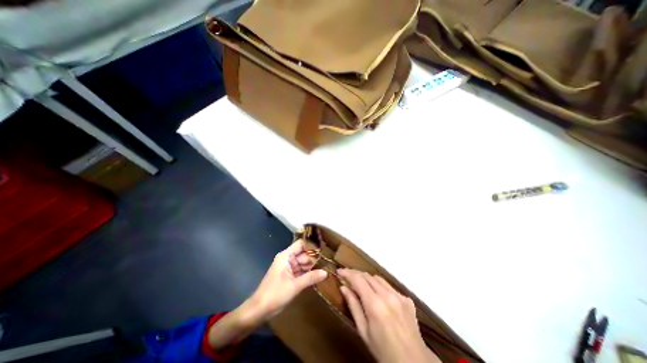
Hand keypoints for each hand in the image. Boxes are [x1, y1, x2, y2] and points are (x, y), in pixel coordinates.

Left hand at [248, 240, 329, 319]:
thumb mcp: (294, 286)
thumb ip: (310, 278)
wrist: (259, 311)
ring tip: (327, 268)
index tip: (324, 249)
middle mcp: (288, 259)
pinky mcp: (289, 277)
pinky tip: (319, 276)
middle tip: (329, 262)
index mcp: (286, 256)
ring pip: (303, 264)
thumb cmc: (274, 294)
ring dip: (313, 267)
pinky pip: (301, 272)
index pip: (301, 244)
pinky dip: (308, 274)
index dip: (312, 246)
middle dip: (315, 258)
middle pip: (304, 254)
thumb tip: (326, 272)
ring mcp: (289, 268)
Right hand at [339, 270, 438, 362]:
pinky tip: (378, 296)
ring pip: (378, 279)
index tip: (339, 271)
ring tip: (360, 284)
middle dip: (356, 274)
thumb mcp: (363, 331)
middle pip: (368, 276)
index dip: (347, 273)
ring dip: (367, 279)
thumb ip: (353, 306)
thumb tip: (343, 287)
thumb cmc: (383, 351)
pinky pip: (389, 287)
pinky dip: (380, 287)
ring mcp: (399, 296)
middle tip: (347, 277)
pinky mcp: (407, 299)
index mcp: (375, 304)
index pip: (358, 279)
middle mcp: (387, 295)